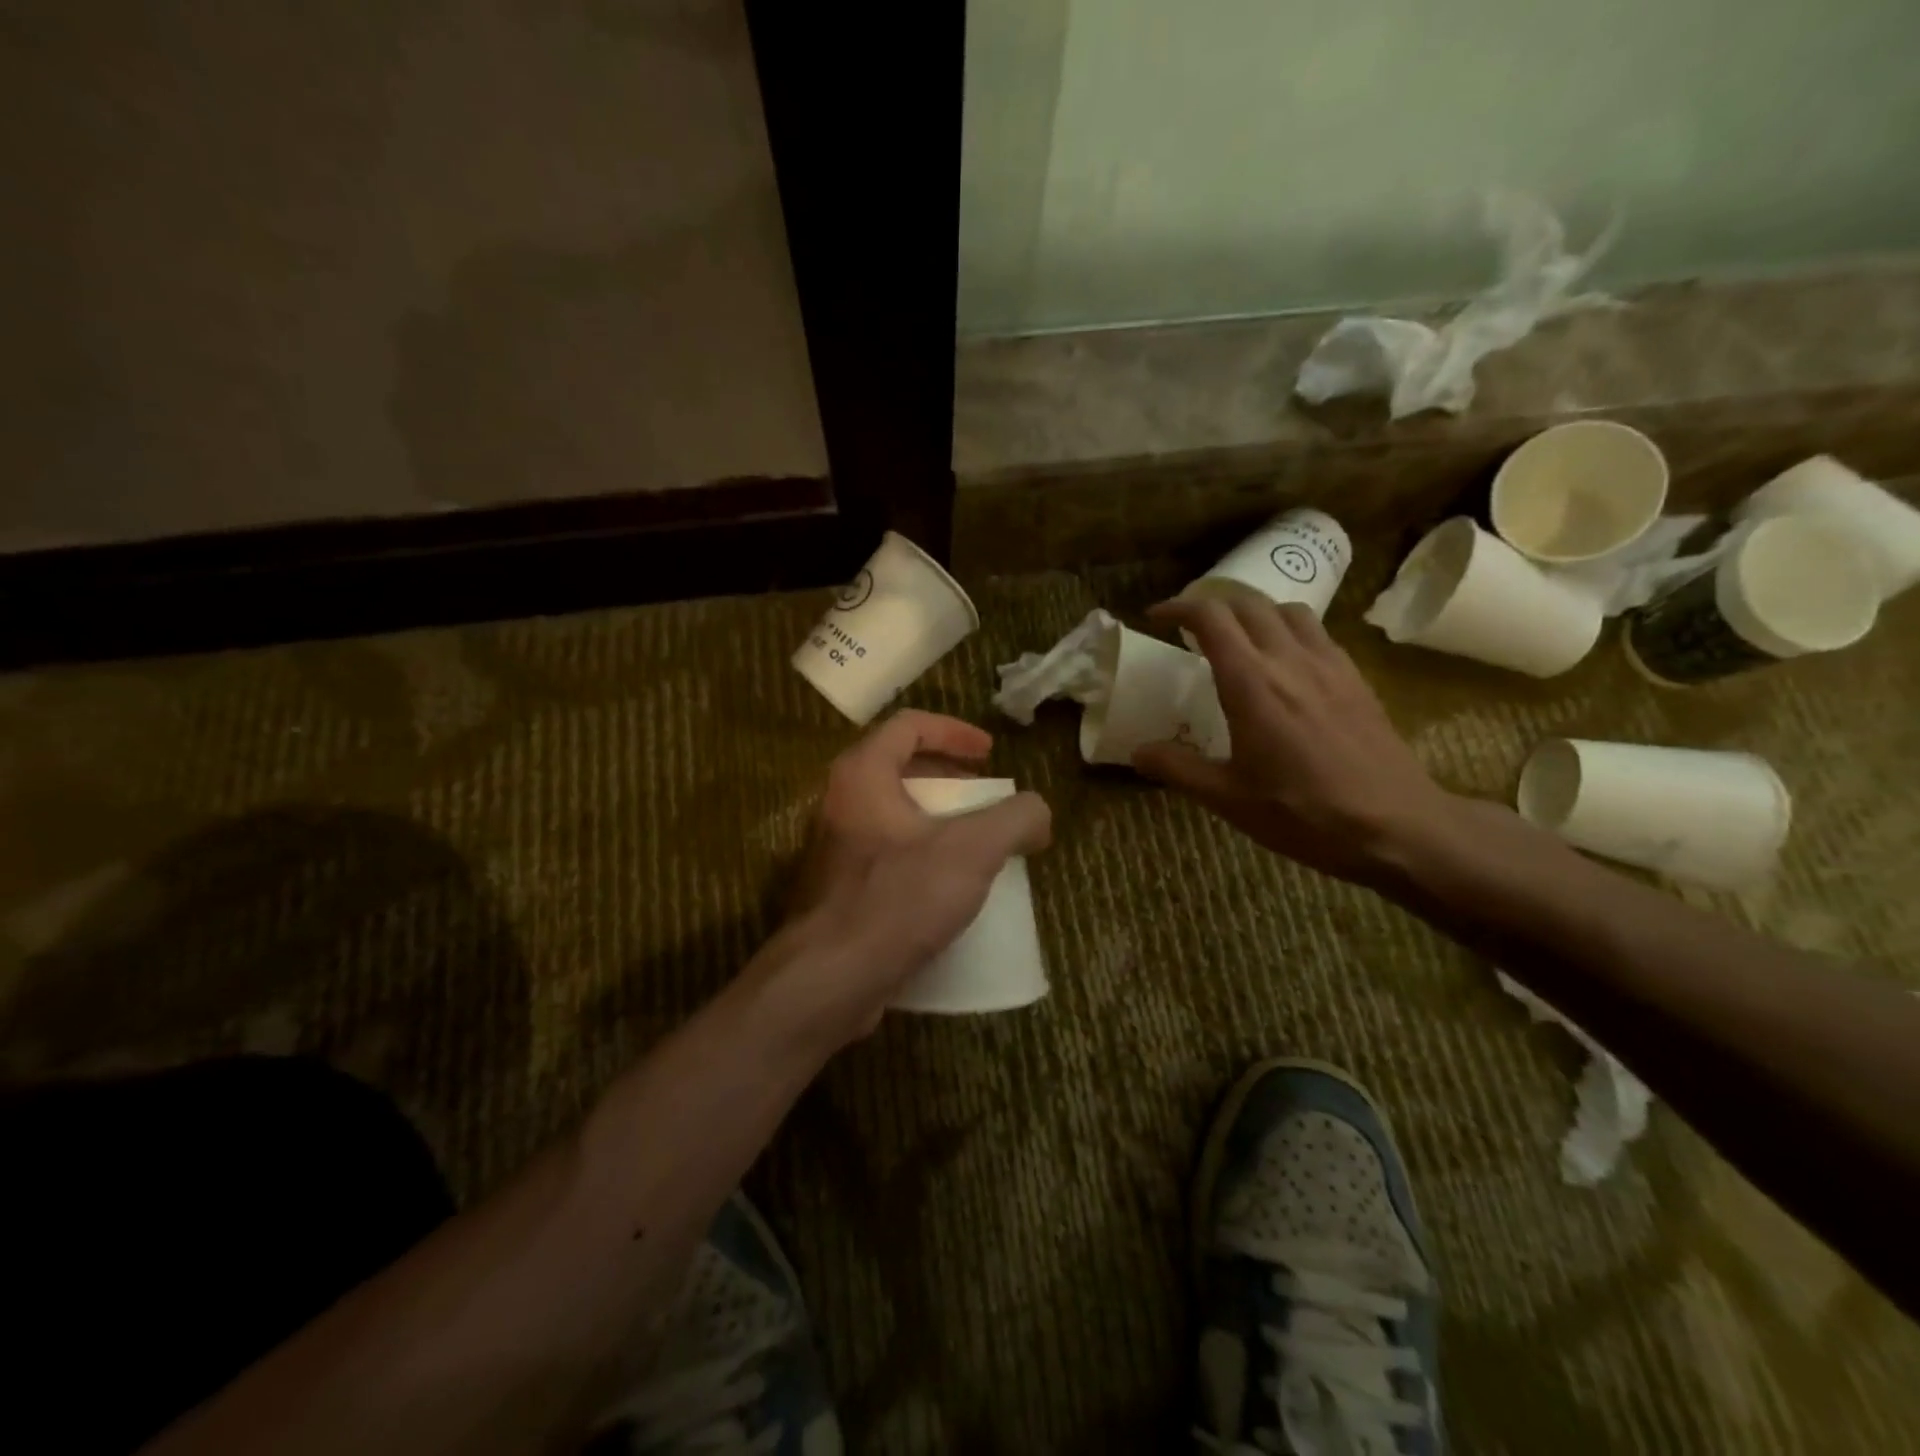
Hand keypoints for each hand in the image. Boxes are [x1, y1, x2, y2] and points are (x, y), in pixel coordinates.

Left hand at [756, 711, 1050, 1046]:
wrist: (831, 979)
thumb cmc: (898, 899)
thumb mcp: (972, 850)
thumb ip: (1015, 819)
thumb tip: (1037, 814)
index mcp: (863, 774)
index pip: (909, 725)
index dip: (954, 730)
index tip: (990, 754)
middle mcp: (842, 801)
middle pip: (900, 767)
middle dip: (950, 777)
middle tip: (986, 797)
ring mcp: (837, 847)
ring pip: (895, 814)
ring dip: (939, 819)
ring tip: (977, 842)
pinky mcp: (841, 887)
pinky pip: (888, 854)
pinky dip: (923, 854)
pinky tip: (950, 886)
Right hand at [1132, 593, 1462, 886]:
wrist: (1397, 826)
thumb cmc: (1304, 814)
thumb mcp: (1229, 798)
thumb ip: (1178, 768)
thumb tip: (1138, 751)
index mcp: (1252, 683)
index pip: (1211, 618)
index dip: (1179, 608)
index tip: (1156, 617)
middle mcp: (1290, 659)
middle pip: (1249, 604)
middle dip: (1213, 605)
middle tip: (1190, 628)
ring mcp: (1330, 665)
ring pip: (1288, 611)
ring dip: (1255, 612)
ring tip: (1238, 638)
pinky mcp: (1357, 679)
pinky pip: (1318, 634)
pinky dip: (1289, 631)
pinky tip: (1286, 665)